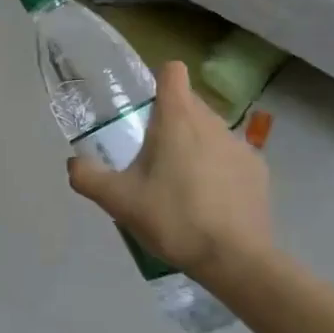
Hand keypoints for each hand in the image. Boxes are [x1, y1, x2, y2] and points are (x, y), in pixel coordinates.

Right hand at [66, 61, 273, 280]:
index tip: (145, 106)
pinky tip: (211, 201)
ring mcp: (240, 145)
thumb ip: (88, 176)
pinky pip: (231, 156)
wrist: (236, 260)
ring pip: (211, 130)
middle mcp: (212, 122)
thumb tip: (74, 162)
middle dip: (171, 118)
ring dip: (196, 144)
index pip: (173, 72)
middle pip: (190, 102)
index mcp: (177, 118)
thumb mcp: (118, 201)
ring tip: (181, 182)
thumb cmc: (173, 218)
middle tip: (152, 154)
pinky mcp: (258, 171)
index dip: (158, 81)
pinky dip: (219, 168)